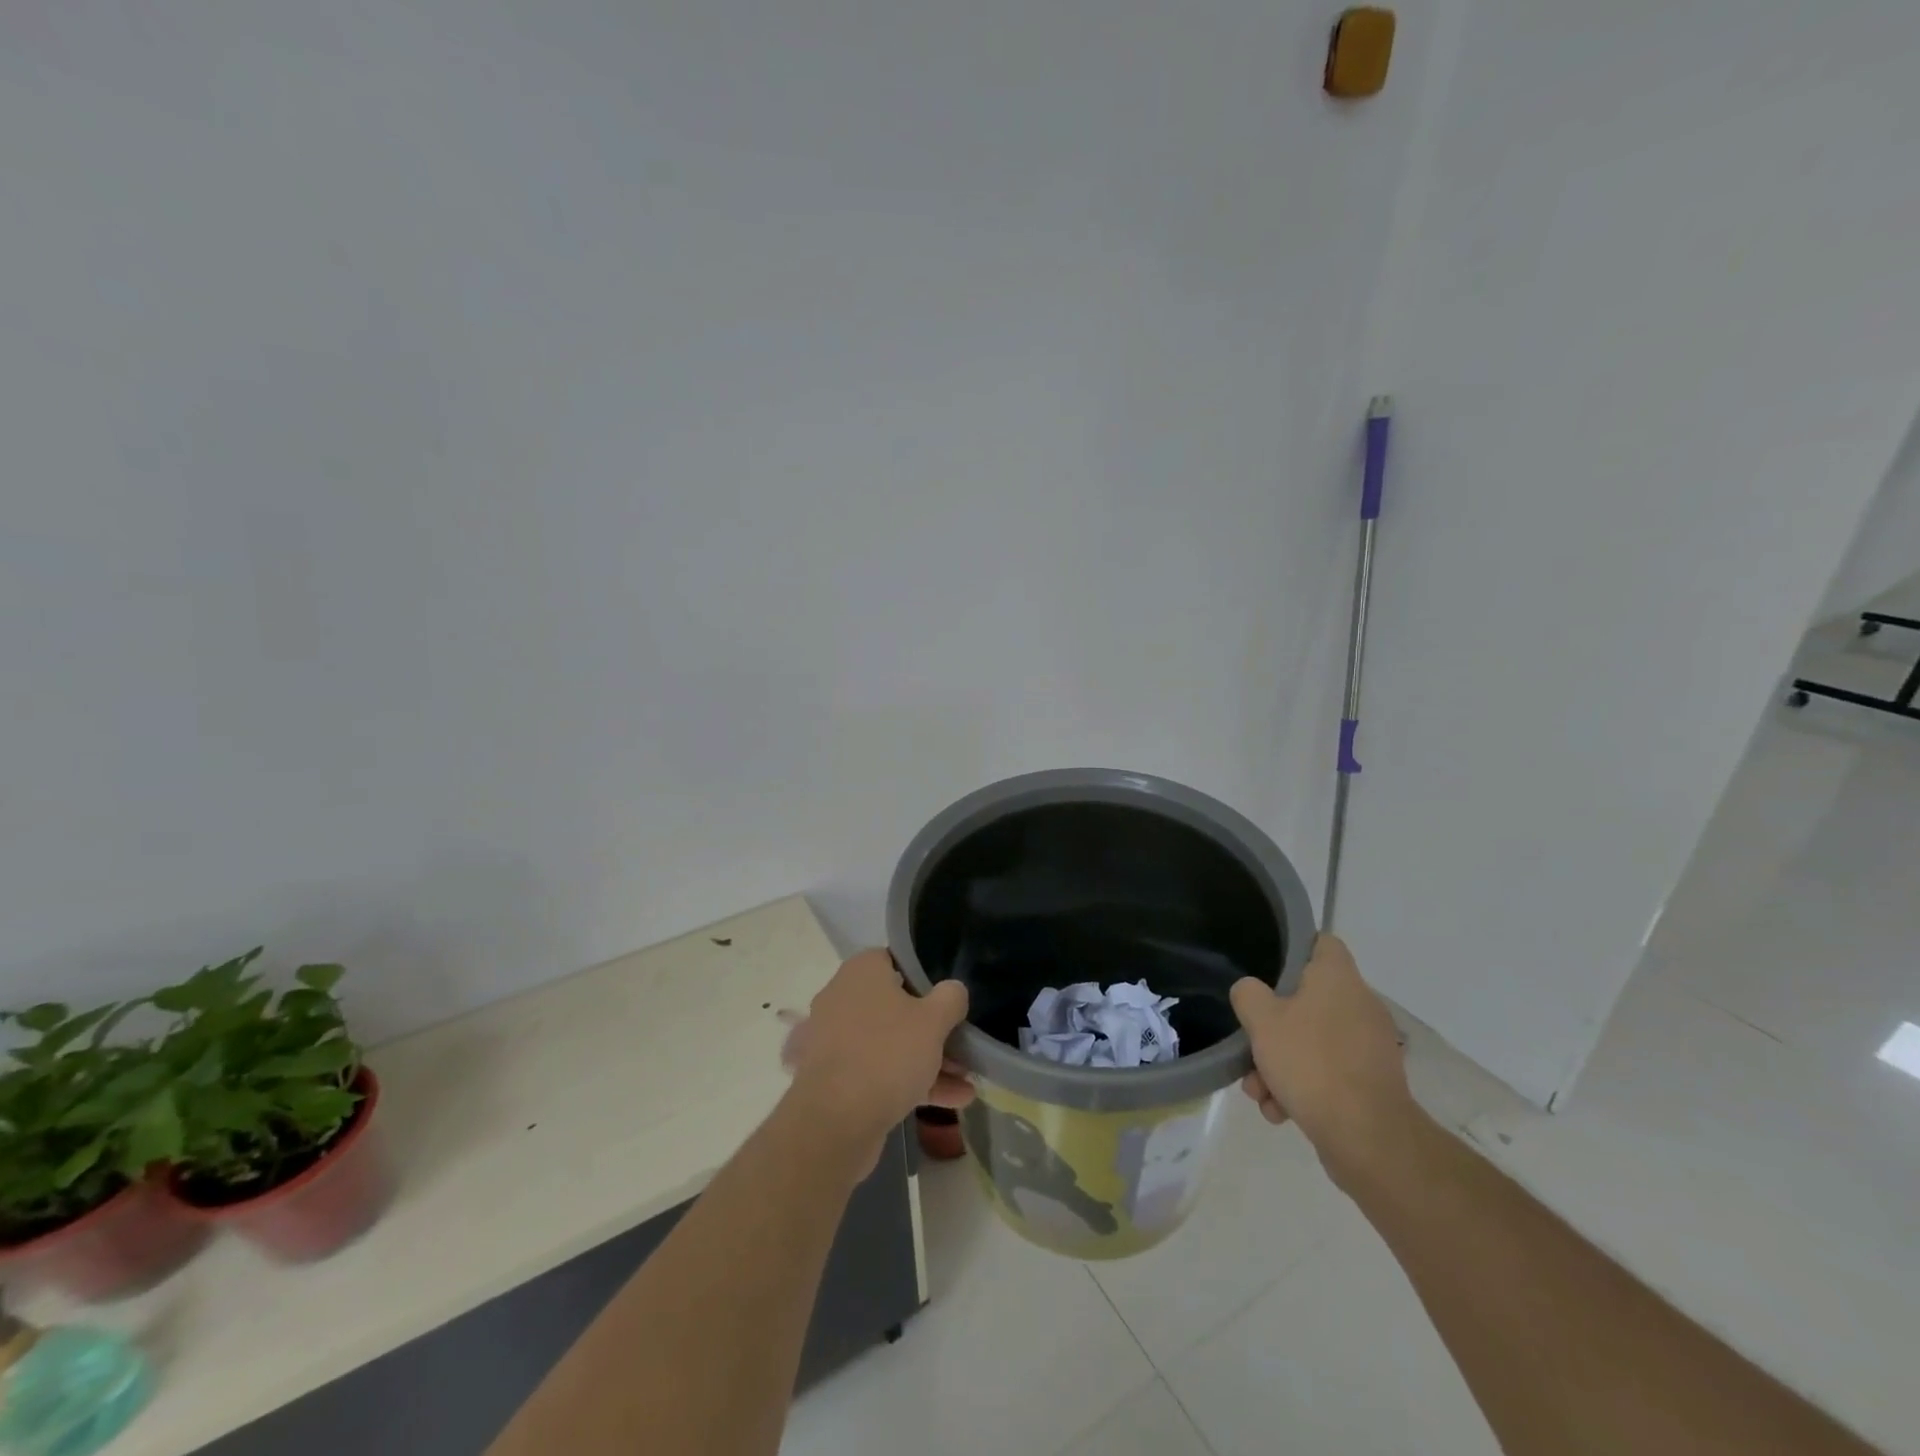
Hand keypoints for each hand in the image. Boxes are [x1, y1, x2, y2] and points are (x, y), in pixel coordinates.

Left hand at [780, 950, 972, 1166]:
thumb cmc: (887, 1053)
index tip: (947, 994)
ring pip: (891, 1042)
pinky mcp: (837, 1078)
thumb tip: (953, 989)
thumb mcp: (933, 1021)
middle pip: (896, 1005)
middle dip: (932, 1027)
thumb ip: (950, 998)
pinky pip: (880, 1071)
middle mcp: (843, 999)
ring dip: (929, 1060)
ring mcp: (837, 1040)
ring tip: (967, 1079)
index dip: (923, 974)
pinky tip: (954, 1100)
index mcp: (861, 972)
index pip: (894, 959)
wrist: (835, 1122)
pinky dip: (912, 1082)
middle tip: (962, 1042)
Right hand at [1229, 934, 1416, 1185]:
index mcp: (1338, 979)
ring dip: (1280, 1064)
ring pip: (1312, 1042)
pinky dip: (1302, 1088)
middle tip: (1250, 1045)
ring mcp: (1368, 1047)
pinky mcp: (1371, 1083)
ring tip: (1259, 1092)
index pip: (1322, 942)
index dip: (1294, 948)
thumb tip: (1252, 991)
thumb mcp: (1261, 1020)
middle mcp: (1359, 1006)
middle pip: (1307, 1000)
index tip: (1266, 968)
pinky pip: (1327, 1073)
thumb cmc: (1311, 1062)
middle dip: (1272, 1028)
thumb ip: (1248, 994)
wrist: (1368, 1138)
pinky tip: (1280, 1111)